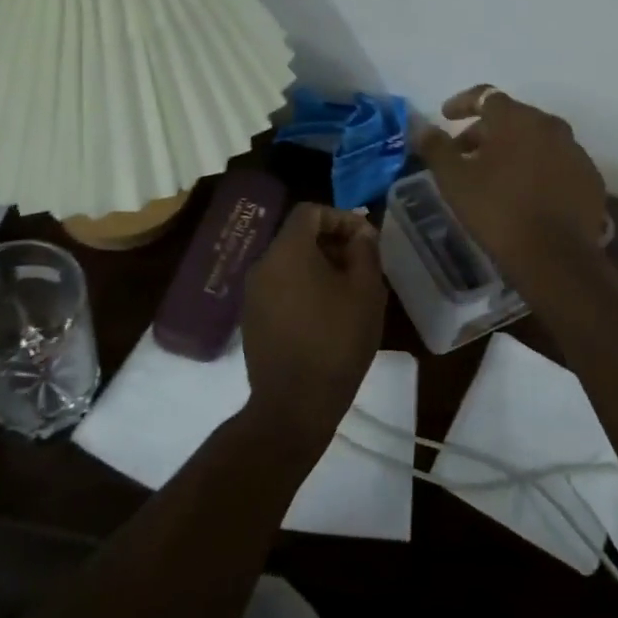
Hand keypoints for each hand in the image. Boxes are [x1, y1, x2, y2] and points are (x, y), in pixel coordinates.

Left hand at [241, 204, 386, 452]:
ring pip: (288, 264)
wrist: (294, 405)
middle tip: (361, 266)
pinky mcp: (251, 320)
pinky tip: (325, 316)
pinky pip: (280, 288)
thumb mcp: (366, 291)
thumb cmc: (336, 341)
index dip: (341, 218)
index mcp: (287, 251)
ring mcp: (252, 294)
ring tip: (348, 292)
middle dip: (332, 244)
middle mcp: (262, 265)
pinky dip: (302, 289)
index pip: (310, 212)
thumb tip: (361, 234)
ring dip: (319, 268)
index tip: (365, 240)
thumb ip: (365, 251)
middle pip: (298, 237)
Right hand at [415, 86, 607, 282]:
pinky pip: (557, 163)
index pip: (486, 96)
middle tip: (464, 154)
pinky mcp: (590, 178)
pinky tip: (525, 194)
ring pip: (537, 140)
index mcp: (518, 119)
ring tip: (494, 176)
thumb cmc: (498, 210)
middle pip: (512, 118)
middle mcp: (551, 126)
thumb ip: (436, 147)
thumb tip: (422, 128)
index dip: (462, 103)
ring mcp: (576, 152)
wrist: (555, 256)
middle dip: (485, 131)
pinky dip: (538, 169)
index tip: (445, 117)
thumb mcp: (455, 179)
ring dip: (513, 150)